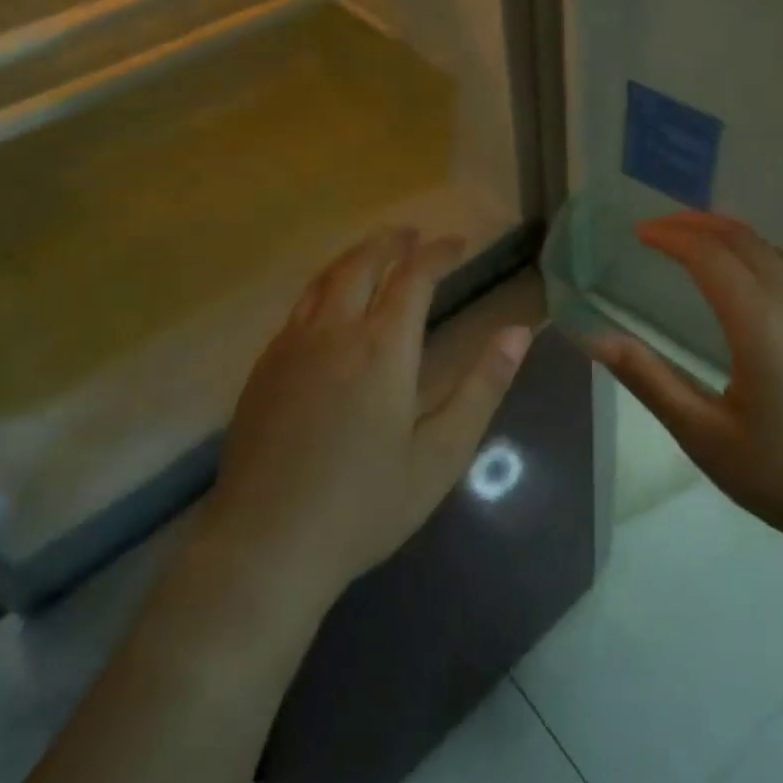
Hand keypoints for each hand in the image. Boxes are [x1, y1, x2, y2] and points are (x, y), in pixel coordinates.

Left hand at [202, 228, 531, 611]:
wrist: (265, 547)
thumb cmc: (365, 505)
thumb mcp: (441, 453)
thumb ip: (483, 387)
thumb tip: (519, 331)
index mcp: (382, 347)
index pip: (414, 277)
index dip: (438, 253)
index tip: (458, 244)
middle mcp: (334, 332)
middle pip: (361, 264)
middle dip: (391, 242)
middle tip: (413, 235)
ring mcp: (290, 348)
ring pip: (323, 280)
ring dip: (354, 258)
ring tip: (375, 254)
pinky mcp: (263, 370)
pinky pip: (298, 308)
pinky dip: (324, 288)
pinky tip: (330, 307)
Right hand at [590, 212, 782, 562]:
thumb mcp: (709, 438)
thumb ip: (652, 381)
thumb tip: (596, 338)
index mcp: (758, 319)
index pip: (708, 253)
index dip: (670, 235)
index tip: (637, 233)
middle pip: (743, 238)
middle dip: (698, 223)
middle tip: (660, 229)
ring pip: (772, 252)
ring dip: (730, 237)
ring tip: (697, 245)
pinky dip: (755, 257)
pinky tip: (748, 289)